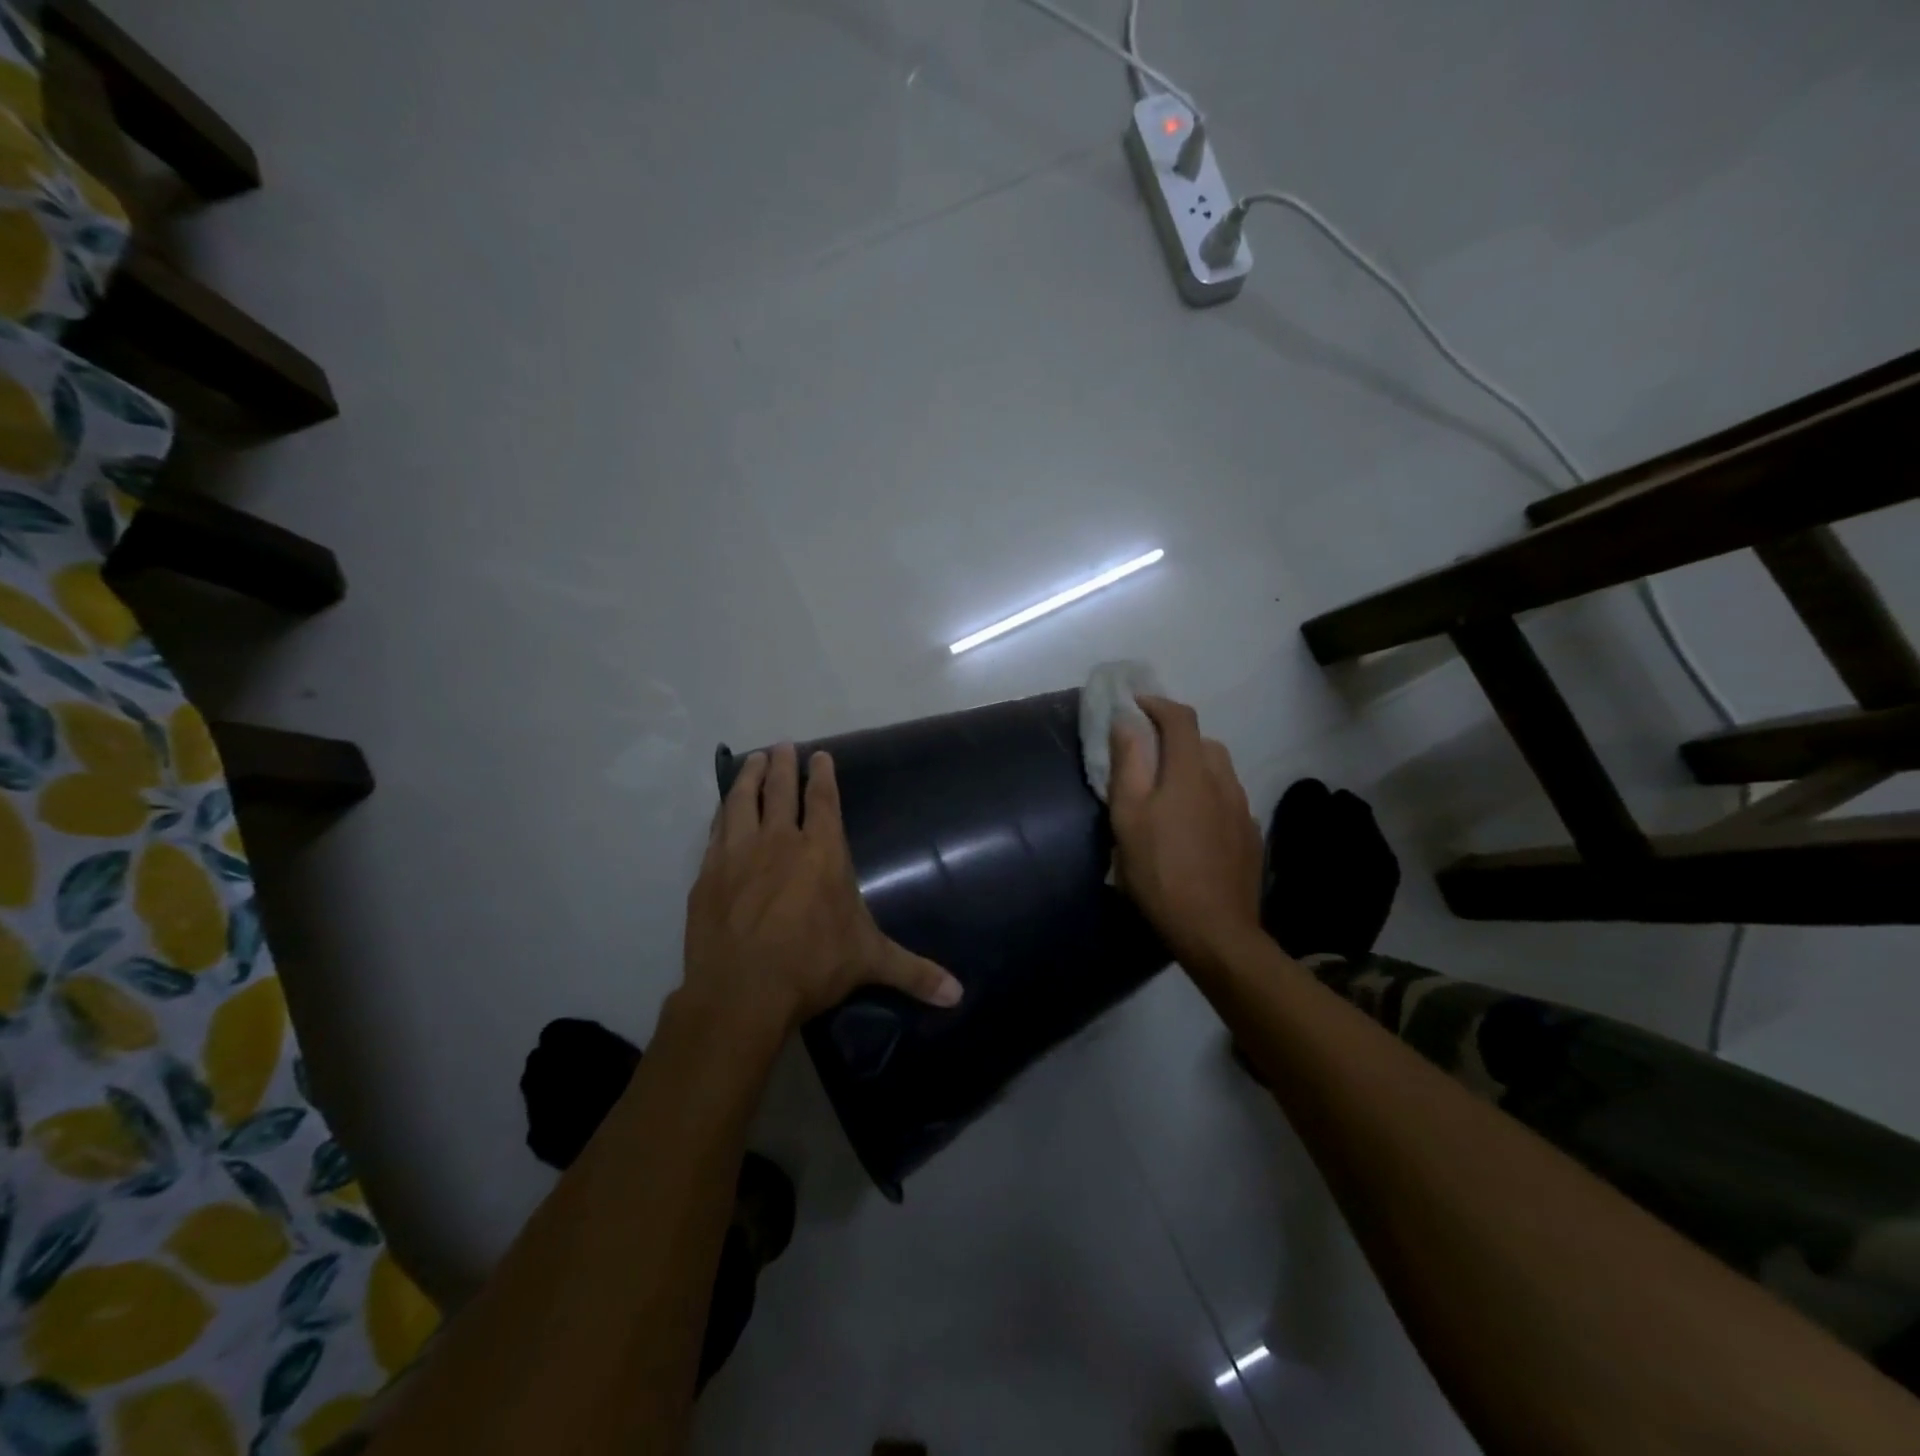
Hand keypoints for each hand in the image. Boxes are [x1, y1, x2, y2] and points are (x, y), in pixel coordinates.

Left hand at [681, 744, 963, 1036]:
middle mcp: (779, 842)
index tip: (819, 755)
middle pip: (779, 790)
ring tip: (751, 759)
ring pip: (742, 801)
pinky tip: (722, 809)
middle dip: (781, 764)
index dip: (821, 775)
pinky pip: (715, 830)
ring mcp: (738, 854)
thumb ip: (913, 971)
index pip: (822, 800)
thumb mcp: (869, 963)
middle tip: (781, 745)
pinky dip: (722, 813)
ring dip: (748, 777)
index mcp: (821, 852)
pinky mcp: (708, 874)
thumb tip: (959, 994)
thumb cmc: (812, 967)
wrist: (741, 992)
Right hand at [1109, 696, 1264, 971]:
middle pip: (1202, 742)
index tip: (1135, 705)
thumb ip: (1128, 765)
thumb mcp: (1129, 817)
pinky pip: (1228, 800)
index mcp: (1192, 770)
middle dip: (1174, 738)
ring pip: (1219, 771)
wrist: (1215, 930)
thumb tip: (1127, 722)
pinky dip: (1208, 797)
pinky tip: (1193, 826)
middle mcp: (1224, 780)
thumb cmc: (1160, 870)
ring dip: (1193, 767)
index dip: (1156, 704)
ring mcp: (1243, 809)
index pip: (1180, 717)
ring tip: (1169, 792)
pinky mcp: (1250, 835)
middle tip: (1147, 755)